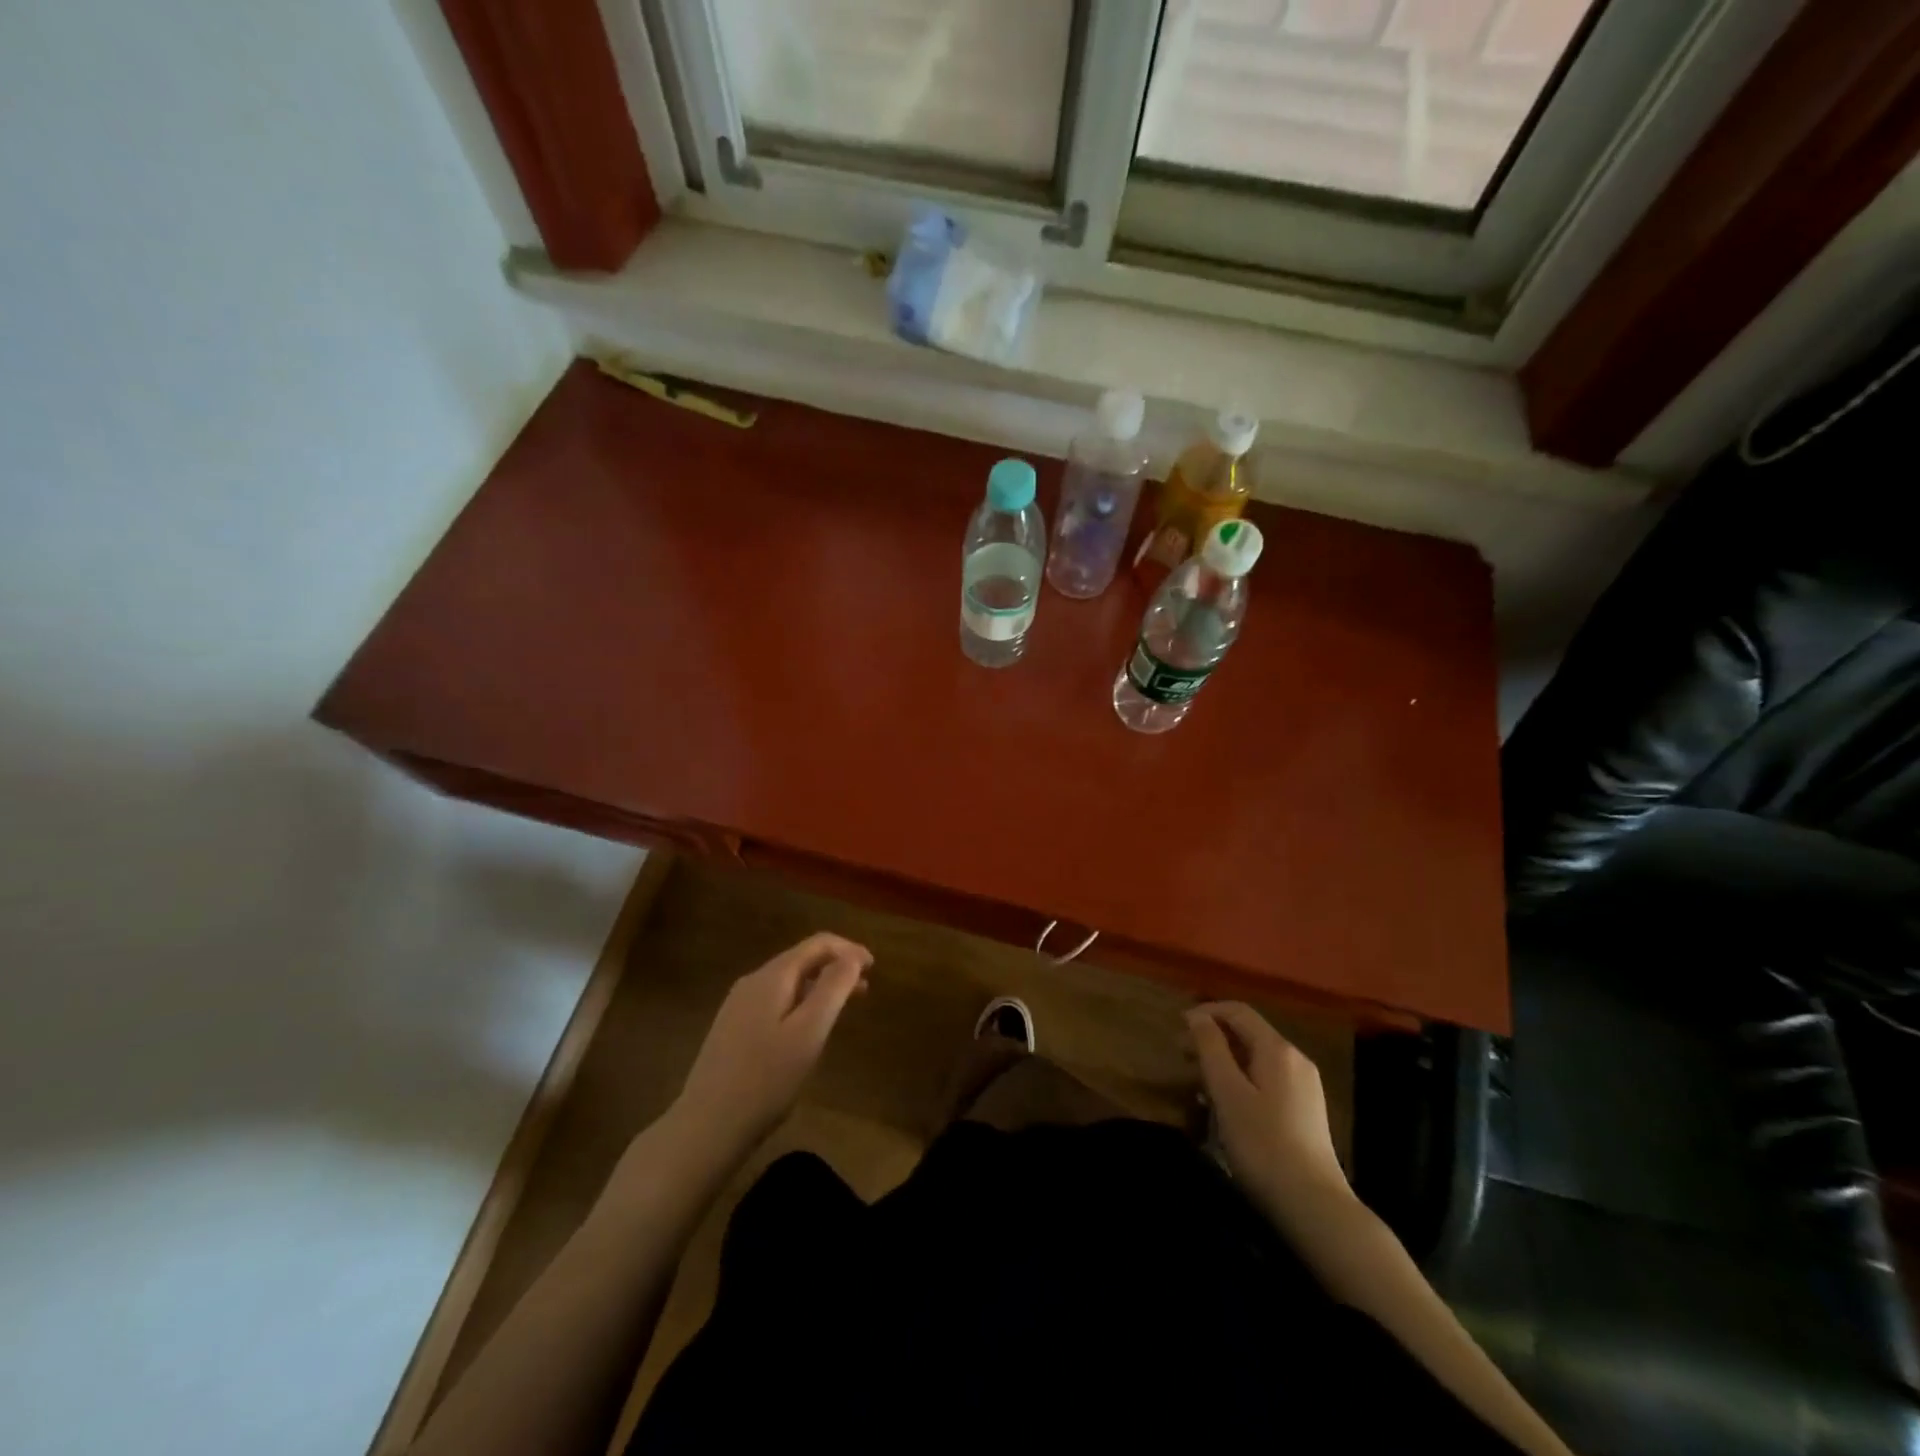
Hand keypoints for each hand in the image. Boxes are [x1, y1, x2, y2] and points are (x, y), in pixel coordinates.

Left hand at [674, 933, 872, 1150]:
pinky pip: (775, 1001)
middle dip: (836, 967)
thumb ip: (833, 988)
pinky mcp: (732, 1029)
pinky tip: (808, 1028)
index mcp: (772, 977)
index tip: (874, 967)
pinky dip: (801, 1002)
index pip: (817, 944)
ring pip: (788, 982)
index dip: (849, 950)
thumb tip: (852, 957)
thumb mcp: (809, 1032)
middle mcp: (752, 982)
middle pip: (802, 960)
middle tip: (866, 988)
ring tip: (844, 1007)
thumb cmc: (766, 1079)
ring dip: (820, 986)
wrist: (706, 1127)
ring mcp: (738, 1005)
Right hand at [1187, 1002, 1348, 1216]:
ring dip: (1224, 1062)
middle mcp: (1295, 1059)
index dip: (1206, 1012)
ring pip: (1256, 1059)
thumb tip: (1197, 1016)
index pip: (1238, 1011)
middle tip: (1181, 1055)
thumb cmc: (1263, 1144)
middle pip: (1248, 1034)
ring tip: (1197, 1082)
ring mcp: (1304, 1086)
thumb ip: (1211, 1048)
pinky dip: (1240, 1081)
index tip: (1177, 1027)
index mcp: (1277, 1049)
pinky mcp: (1305, 1111)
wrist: (1314, 1207)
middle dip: (1212, 1038)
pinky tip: (1224, 1105)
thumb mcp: (1228, 1092)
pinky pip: (1266, 1080)